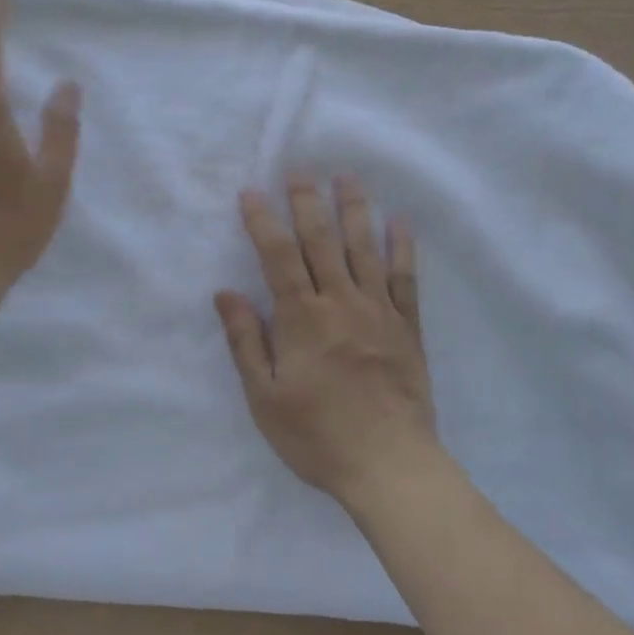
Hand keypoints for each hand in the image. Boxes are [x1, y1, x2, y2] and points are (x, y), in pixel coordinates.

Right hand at [215, 176, 440, 503]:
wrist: (388, 464)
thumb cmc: (317, 435)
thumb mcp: (265, 397)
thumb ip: (246, 341)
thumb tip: (226, 292)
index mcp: (302, 318)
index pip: (278, 256)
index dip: (262, 220)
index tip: (251, 192)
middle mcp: (340, 302)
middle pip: (321, 241)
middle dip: (307, 202)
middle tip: (300, 170)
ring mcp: (378, 311)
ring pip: (364, 248)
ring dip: (354, 209)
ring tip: (347, 177)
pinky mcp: (407, 326)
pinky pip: (405, 277)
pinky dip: (402, 246)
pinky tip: (400, 221)